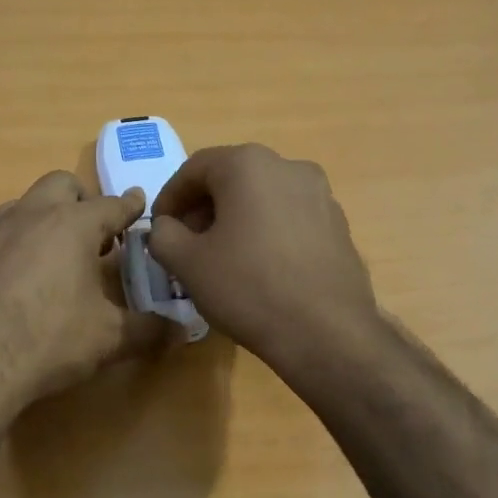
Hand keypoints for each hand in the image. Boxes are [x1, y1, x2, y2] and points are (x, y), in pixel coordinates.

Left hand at [0, 170, 168, 416]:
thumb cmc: (51, 342)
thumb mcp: (110, 338)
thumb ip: (149, 330)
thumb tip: (181, 331)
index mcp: (75, 226)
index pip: (112, 205)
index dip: (129, 206)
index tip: (138, 204)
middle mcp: (32, 215)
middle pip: (61, 184)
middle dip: (80, 200)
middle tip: (91, 234)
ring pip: (16, 204)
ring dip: (35, 218)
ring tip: (44, 249)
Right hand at [148, 144, 379, 370]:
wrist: (326, 332)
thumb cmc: (248, 288)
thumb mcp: (187, 263)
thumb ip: (163, 234)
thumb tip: (166, 227)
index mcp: (248, 165)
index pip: (194, 169)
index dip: (169, 198)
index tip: (159, 229)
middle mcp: (288, 167)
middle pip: (231, 178)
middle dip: (202, 208)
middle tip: (186, 244)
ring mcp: (320, 194)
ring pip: (262, 197)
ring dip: (235, 219)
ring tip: (221, 258)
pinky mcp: (338, 224)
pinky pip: (289, 217)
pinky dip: (266, 231)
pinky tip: (259, 268)